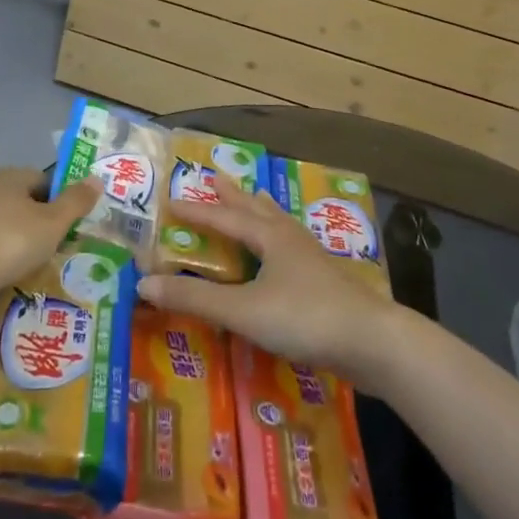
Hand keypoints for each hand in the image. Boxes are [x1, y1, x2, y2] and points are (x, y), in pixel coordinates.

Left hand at [0, 166, 98, 299]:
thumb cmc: (9, 241)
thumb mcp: (52, 222)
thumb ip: (76, 201)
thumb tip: (97, 179)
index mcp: (11, 175)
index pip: (46, 181)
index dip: (63, 202)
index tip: (74, 228)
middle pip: (28, 204)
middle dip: (45, 226)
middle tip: (62, 250)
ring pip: (10, 227)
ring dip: (25, 245)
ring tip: (41, 268)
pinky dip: (5, 259)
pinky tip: (15, 277)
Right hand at [138, 181, 398, 381]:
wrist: (373, 342)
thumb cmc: (305, 318)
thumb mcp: (244, 310)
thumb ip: (195, 298)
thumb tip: (145, 282)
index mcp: (270, 236)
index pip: (225, 217)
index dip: (197, 210)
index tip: (172, 200)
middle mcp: (290, 238)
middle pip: (256, 209)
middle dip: (234, 195)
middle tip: (216, 177)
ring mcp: (312, 258)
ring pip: (279, 224)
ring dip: (260, 210)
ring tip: (253, 199)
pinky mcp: (326, 281)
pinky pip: (291, 246)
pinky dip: (277, 238)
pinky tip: (284, 253)